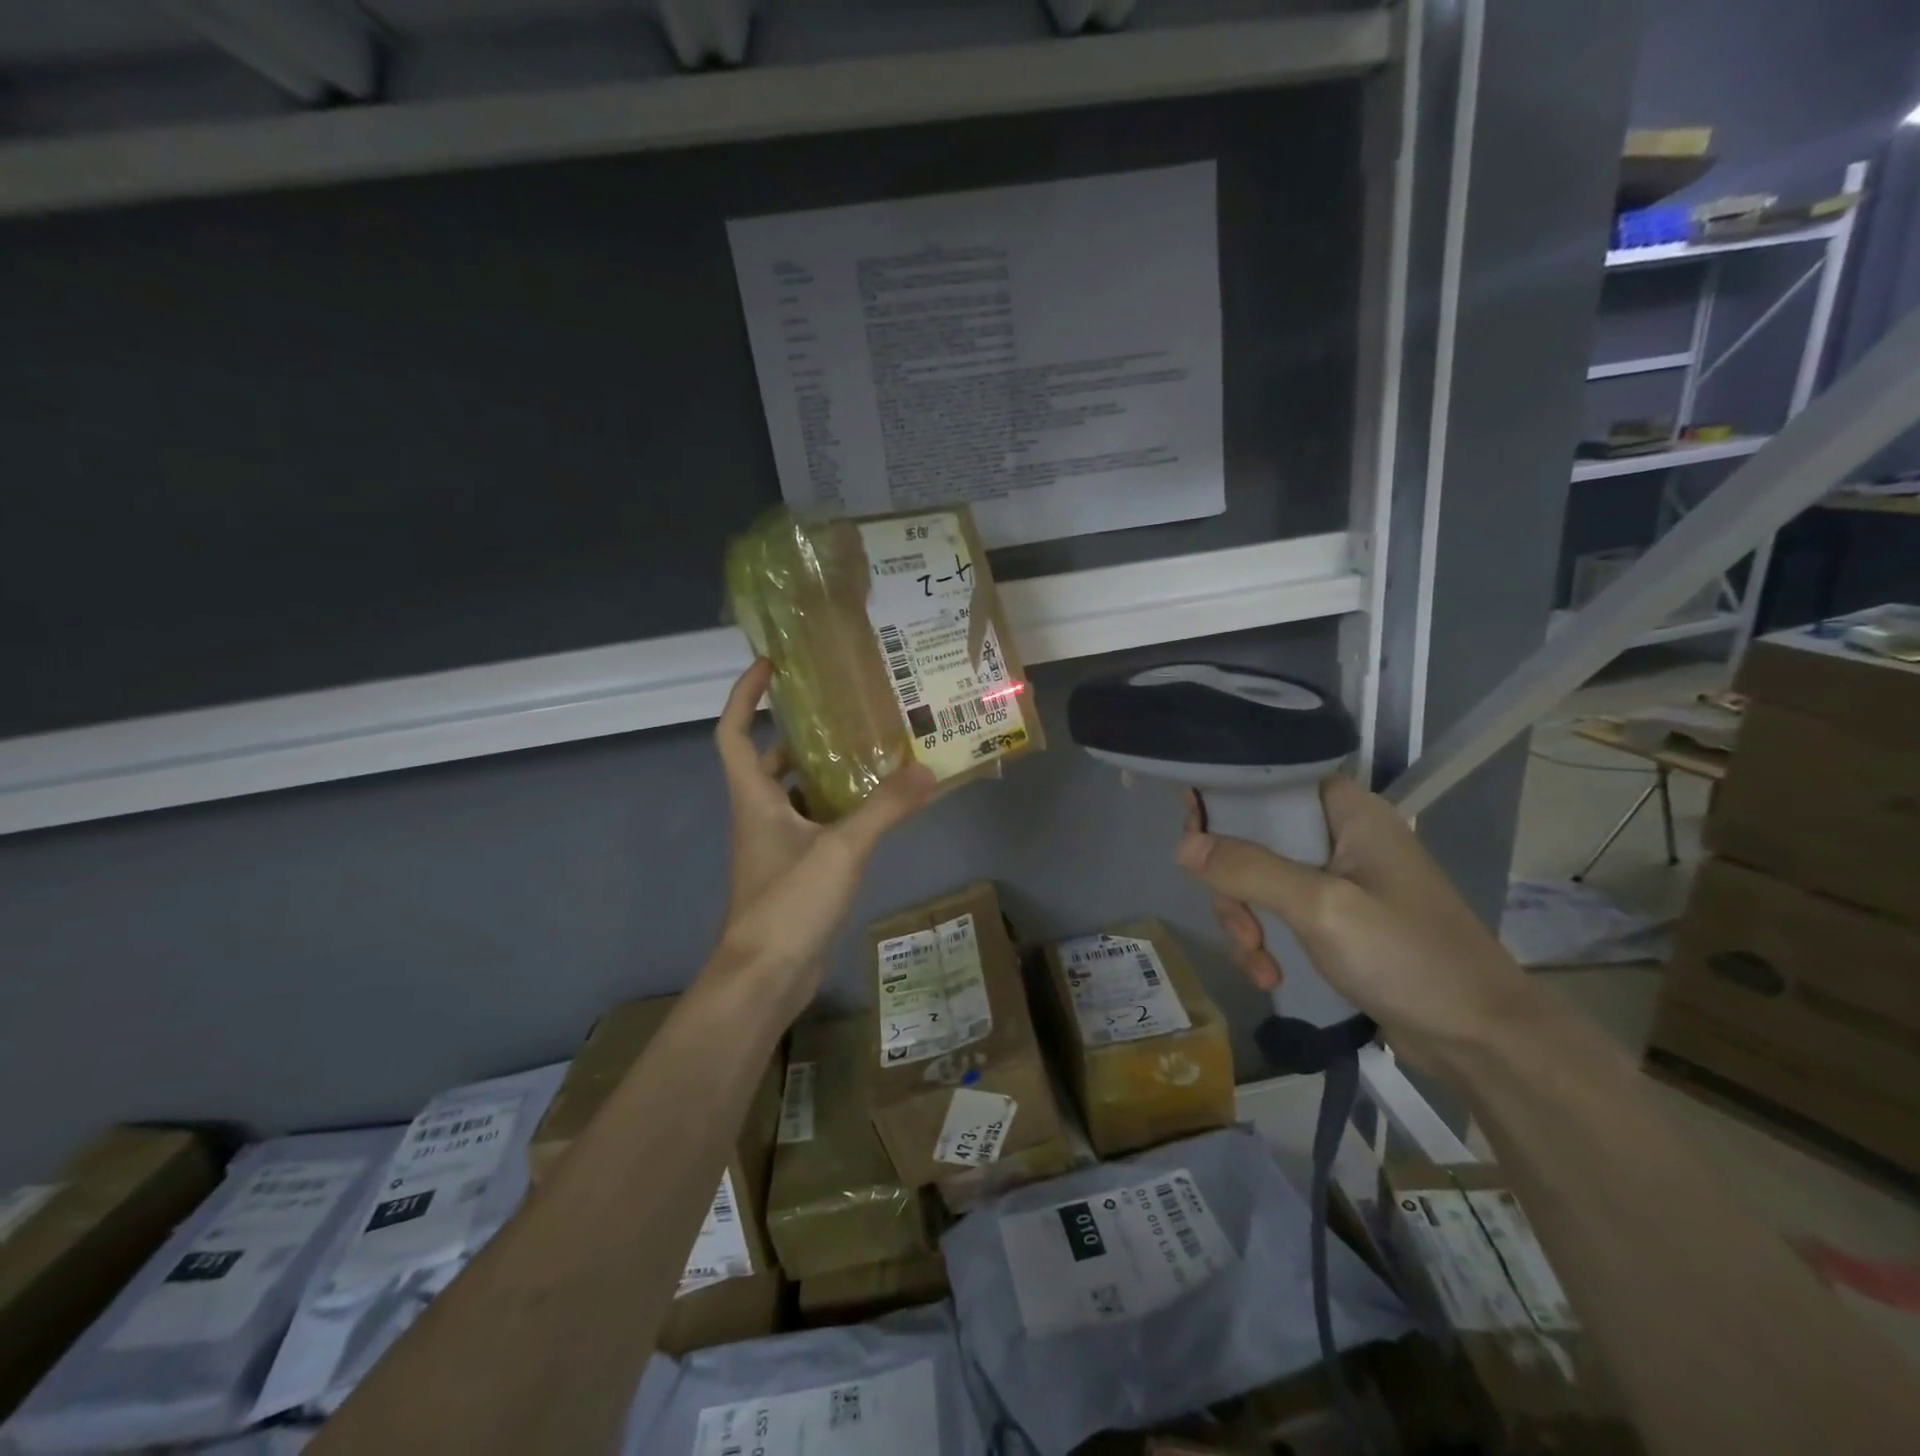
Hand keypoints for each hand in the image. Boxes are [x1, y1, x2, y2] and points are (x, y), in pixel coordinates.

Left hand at [710, 660, 934, 1010]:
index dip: (743, 695)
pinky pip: (816, 826)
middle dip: (798, 734)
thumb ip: (885, 808)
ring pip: (796, 796)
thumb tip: (928, 769)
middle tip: (842, 713)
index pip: (733, 732)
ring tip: (870, 753)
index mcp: (755, 798)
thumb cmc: (788, 903)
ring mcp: (777, 847)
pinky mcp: (796, 872)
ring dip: (823, 773)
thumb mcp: (841, 849)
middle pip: (769, 761)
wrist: (765, 978)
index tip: (770, 665)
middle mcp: (760, 816)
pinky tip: (876, 810)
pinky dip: (839, 811)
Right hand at [1175, 775, 1542, 1074]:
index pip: (1267, 781)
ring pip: (1257, 878)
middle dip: (1232, 883)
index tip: (1193, 838)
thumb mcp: (1321, 908)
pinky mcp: (1334, 916)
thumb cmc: (1408, 957)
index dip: (1223, 799)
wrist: (1479, 1038)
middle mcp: (1338, 834)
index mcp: (1347, 811)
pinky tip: (1269, 974)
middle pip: (1252, 834)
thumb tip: (1184, 845)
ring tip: (1258, 961)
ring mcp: (1336, 878)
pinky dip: (1264, 939)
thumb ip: (1250, 869)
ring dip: (1245, 920)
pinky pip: (1276, 910)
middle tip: (1238, 923)